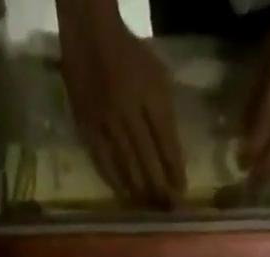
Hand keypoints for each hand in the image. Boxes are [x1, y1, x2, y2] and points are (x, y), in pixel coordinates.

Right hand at [56, 0, 184, 205]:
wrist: (90, 33)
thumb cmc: (130, 56)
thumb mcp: (157, 75)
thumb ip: (166, 114)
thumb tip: (174, 157)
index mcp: (151, 93)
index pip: (167, 140)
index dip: (175, 169)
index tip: (182, 192)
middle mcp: (129, 109)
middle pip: (148, 158)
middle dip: (160, 187)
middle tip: (168, 209)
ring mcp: (106, 120)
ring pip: (126, 164)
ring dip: (140, 190)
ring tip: (149, 208)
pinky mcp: (87, 128)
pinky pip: (103, 162)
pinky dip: (115, 182)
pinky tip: (124, 196)